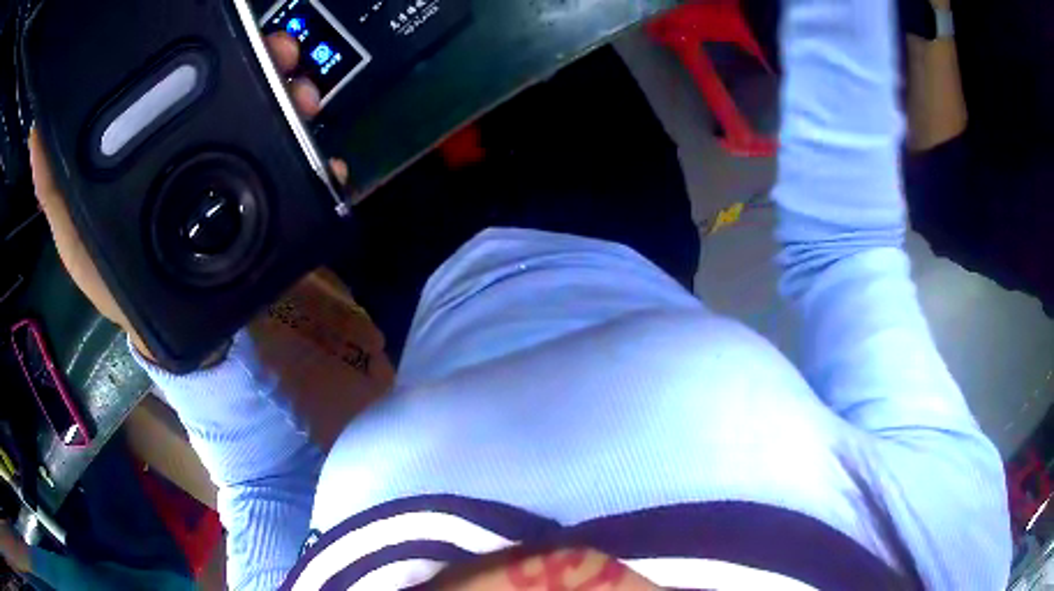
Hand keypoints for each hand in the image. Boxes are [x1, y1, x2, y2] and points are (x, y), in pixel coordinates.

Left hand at [30, 32, 345, 361]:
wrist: (179, 337)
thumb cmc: (120, 291)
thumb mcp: (75, 239)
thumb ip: (54, 188)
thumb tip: (38, 132)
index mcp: (157, 150)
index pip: (182, 85)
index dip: (207, 51)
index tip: (230, 32)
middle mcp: (197, 151)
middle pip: (238, 93)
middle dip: (265, 67)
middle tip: (282, 56)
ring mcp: (234, 177)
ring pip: (271, 123)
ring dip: (295, 104)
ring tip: (307, 100)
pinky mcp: (262, 206)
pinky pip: (294, 174)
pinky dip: (314, 162)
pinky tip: (325, 160)